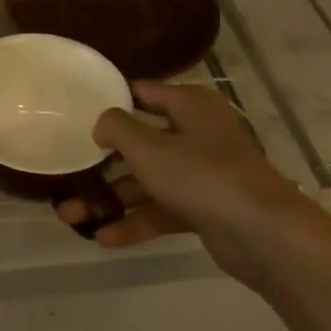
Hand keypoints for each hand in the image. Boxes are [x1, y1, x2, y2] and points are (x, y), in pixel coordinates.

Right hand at [55, 80, 311, 286]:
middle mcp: (197, 135)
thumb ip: (116, 128)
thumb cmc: (202, 176)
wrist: (263, 234)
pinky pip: (161, 210)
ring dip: (110, 199)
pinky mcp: (204, 208)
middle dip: (101, 163)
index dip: (110, 100)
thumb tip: (102, 125)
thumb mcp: (147, 147)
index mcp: (190, 107)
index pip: (143, 92)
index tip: (76, 112)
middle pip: (139, 143)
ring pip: (146, 182)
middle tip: (67, 172)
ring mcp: (201, 174)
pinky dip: (135, 222)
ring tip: (70, 217)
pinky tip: (104, 238)